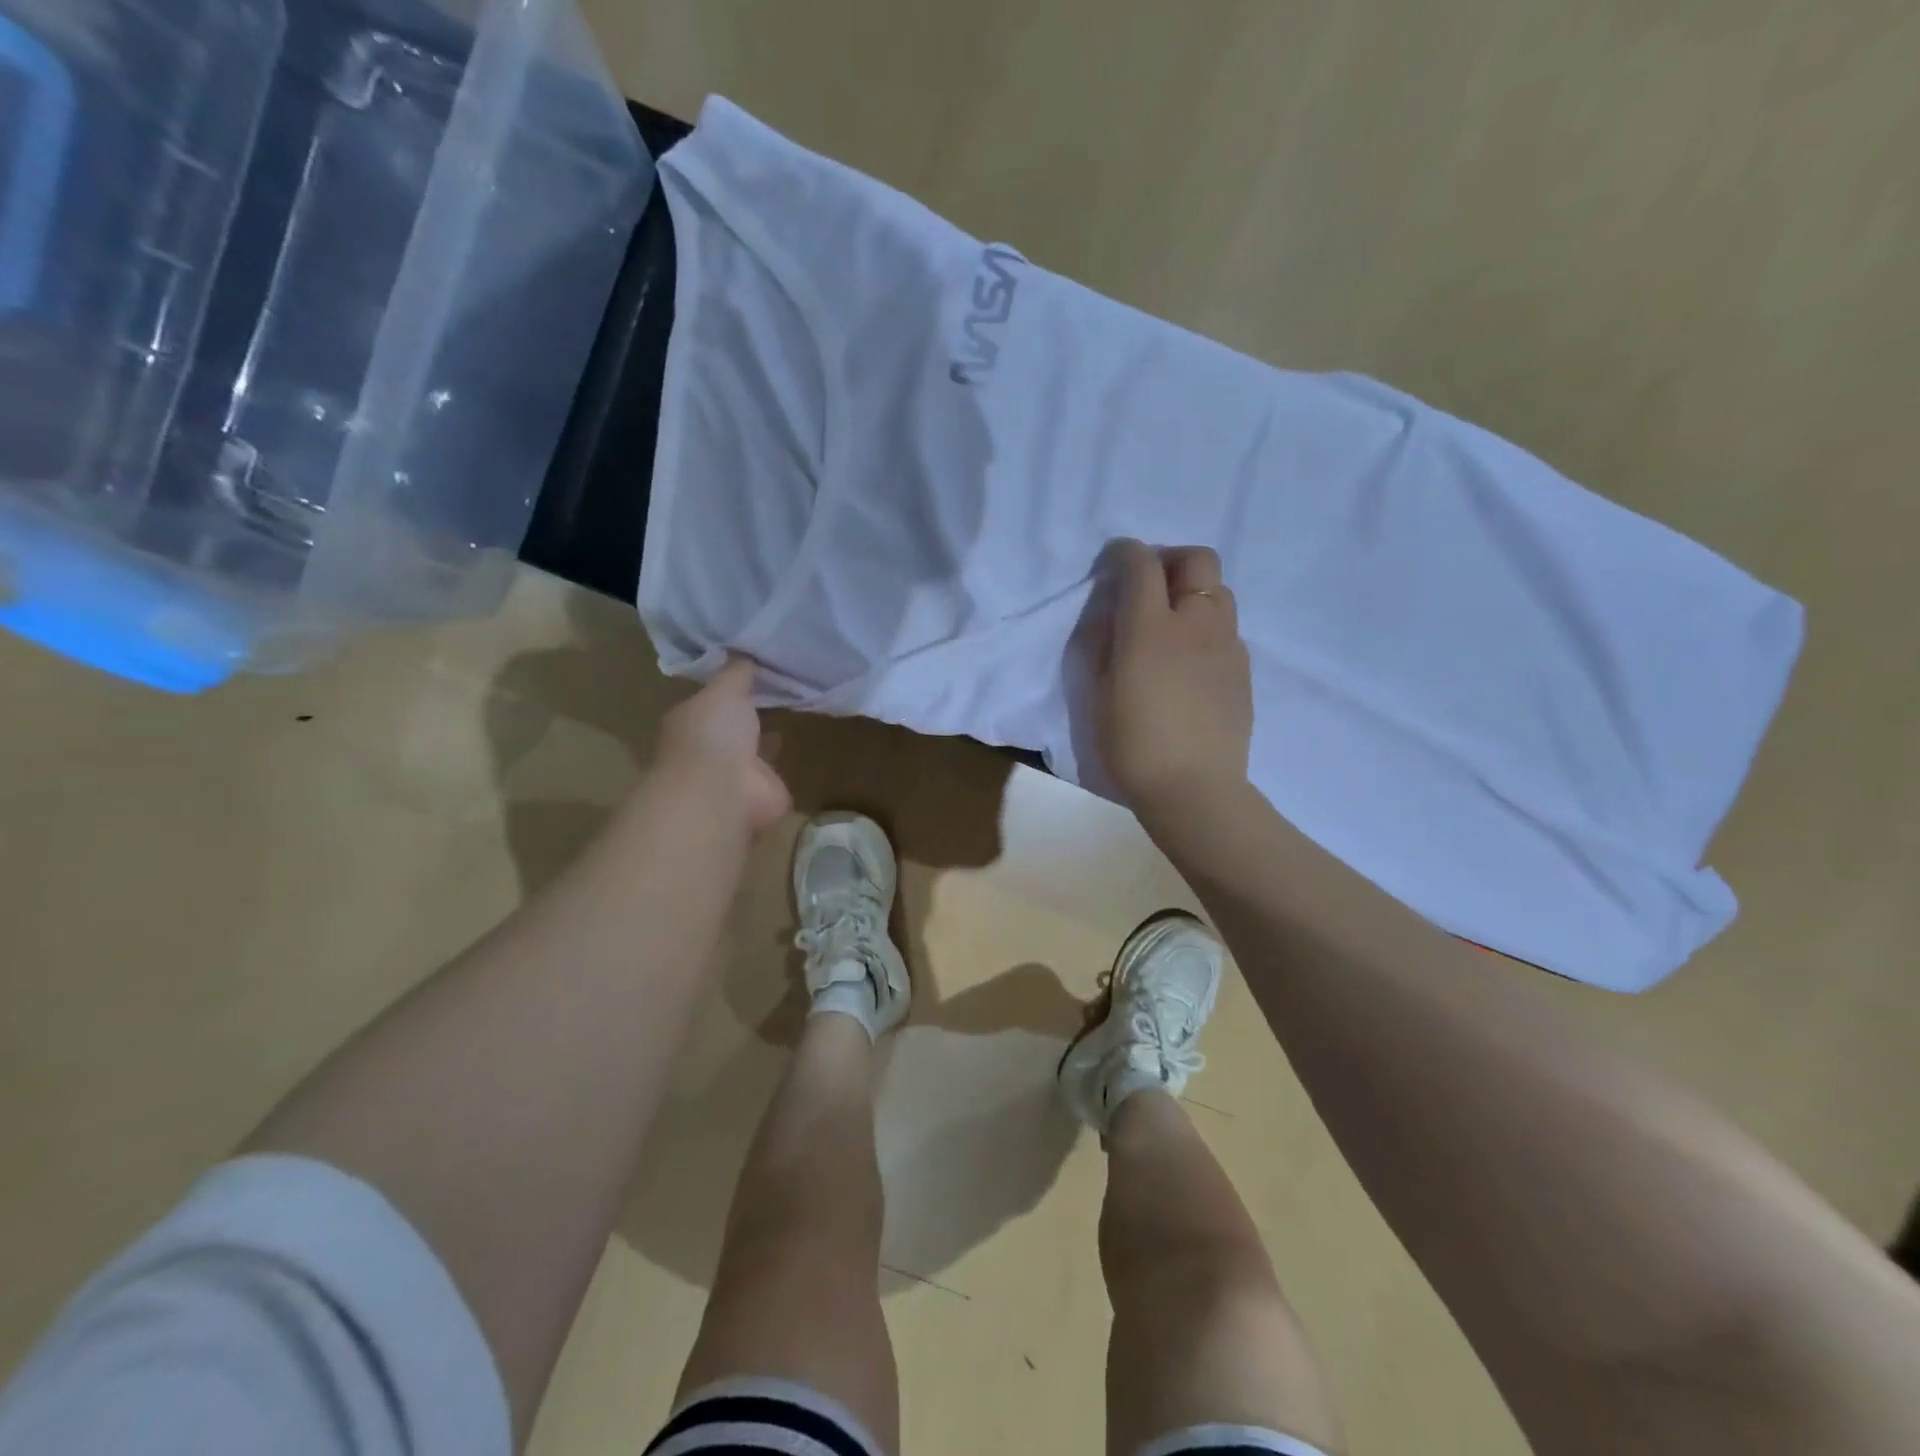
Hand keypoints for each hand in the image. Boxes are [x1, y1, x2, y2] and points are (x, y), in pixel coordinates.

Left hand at [653, 658, 792, 834]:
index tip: (751, 670)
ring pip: (751, 751)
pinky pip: (775, 771)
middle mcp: (709, 749)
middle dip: (747, 714)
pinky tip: (796, 743)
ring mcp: (734, 774)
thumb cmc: (712, 735)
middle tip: (776, 689)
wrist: (723, 793)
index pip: (710, 701)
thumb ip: (735, 673)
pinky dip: (782, 761)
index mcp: (691, 722)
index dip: (728, 687)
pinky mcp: (762, 793)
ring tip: (790, 712)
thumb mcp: (724, 690)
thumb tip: (744, 652)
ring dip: (763, 738)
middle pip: (731, 727)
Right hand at [1094, 540, 1253, 819]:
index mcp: (1151, 627)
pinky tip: (1191, 659)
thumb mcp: (1098, 692)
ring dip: (1193, 591)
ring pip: (1219, 590)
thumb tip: (1112, 613)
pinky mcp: (1243, 668)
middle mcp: (1196, 622)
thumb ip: (1103, 642)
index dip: (1125, 553)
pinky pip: (1228, 627)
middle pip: (1197, 559)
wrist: (1193, 788)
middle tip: (1149, 584)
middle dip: (1170, 559)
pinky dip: (1207, 625)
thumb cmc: (1132, 743)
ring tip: (1172, 622)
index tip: (1113, 561)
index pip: (1141, 564)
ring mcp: (1227, 644)